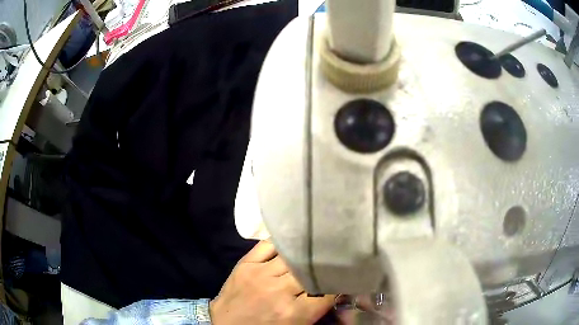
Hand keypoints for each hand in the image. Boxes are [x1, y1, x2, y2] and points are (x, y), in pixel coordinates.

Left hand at [210, 241, 334, 323]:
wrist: (225, 324)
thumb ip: (316, 310)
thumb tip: (337, 293)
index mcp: (294, 312)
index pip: (327, 292)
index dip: (335, 285)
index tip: (339, 281)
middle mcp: (279, 290)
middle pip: (310, 270)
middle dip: (321, 267)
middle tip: (329, 263)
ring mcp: (260, 273)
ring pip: (292, 256)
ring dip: (303, 254)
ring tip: (314, 248)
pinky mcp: (246, 263)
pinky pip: (268, 244)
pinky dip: (281, 244)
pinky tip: (289, 244)